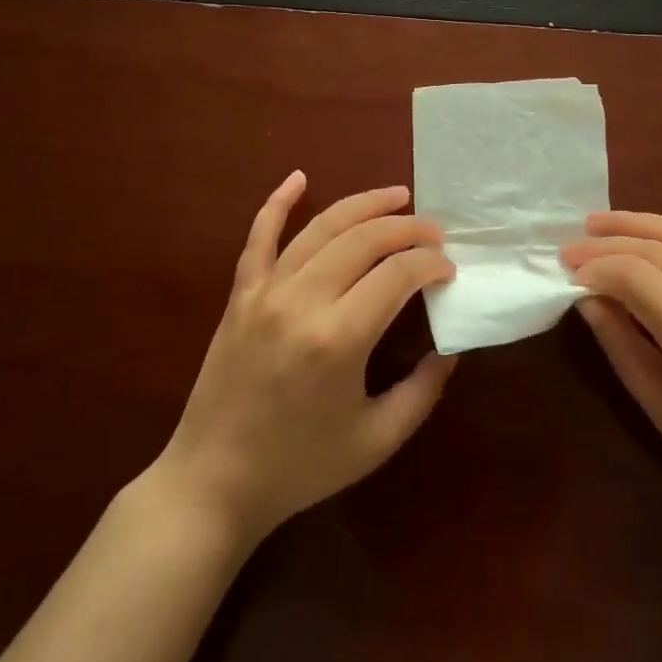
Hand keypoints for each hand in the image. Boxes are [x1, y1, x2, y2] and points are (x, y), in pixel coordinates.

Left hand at [155, 173, 457, 543]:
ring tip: (396, 196)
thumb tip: (449, 348)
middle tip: (433, 232)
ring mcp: (265, 293)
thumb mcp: (377, 440)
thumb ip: (422, 391)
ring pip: (320, 229)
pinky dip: (278, 203)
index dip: (431, 264)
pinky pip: (259, 237)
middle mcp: (302, 301)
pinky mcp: (239, 296)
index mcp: (339, 339)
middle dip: (407, 228)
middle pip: (364, 240)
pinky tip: (299, 178)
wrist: (212, 483)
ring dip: (362, 206)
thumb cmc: (300, 468)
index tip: (449, 270)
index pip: (398, 274)